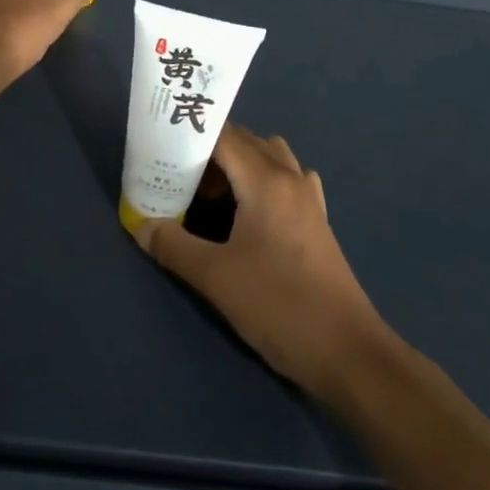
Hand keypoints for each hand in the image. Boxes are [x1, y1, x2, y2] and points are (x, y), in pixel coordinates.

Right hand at [136, 123, 388, 402]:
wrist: (349, 353)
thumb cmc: (280, 306)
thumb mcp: (216, 278)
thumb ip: (174, 246)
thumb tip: (140, 225)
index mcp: (266, 180)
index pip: (224, 136)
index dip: (192, 137)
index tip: (162, 148)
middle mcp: (290, 178)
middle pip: (246, 142)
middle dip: (210, 152)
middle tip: (177, 176)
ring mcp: (308, 199)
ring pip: (268, 158)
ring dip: (238, 165)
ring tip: (211, 195)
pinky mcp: (317, 221)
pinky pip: (285, 181)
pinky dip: (261, 182)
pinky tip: (247, 215)